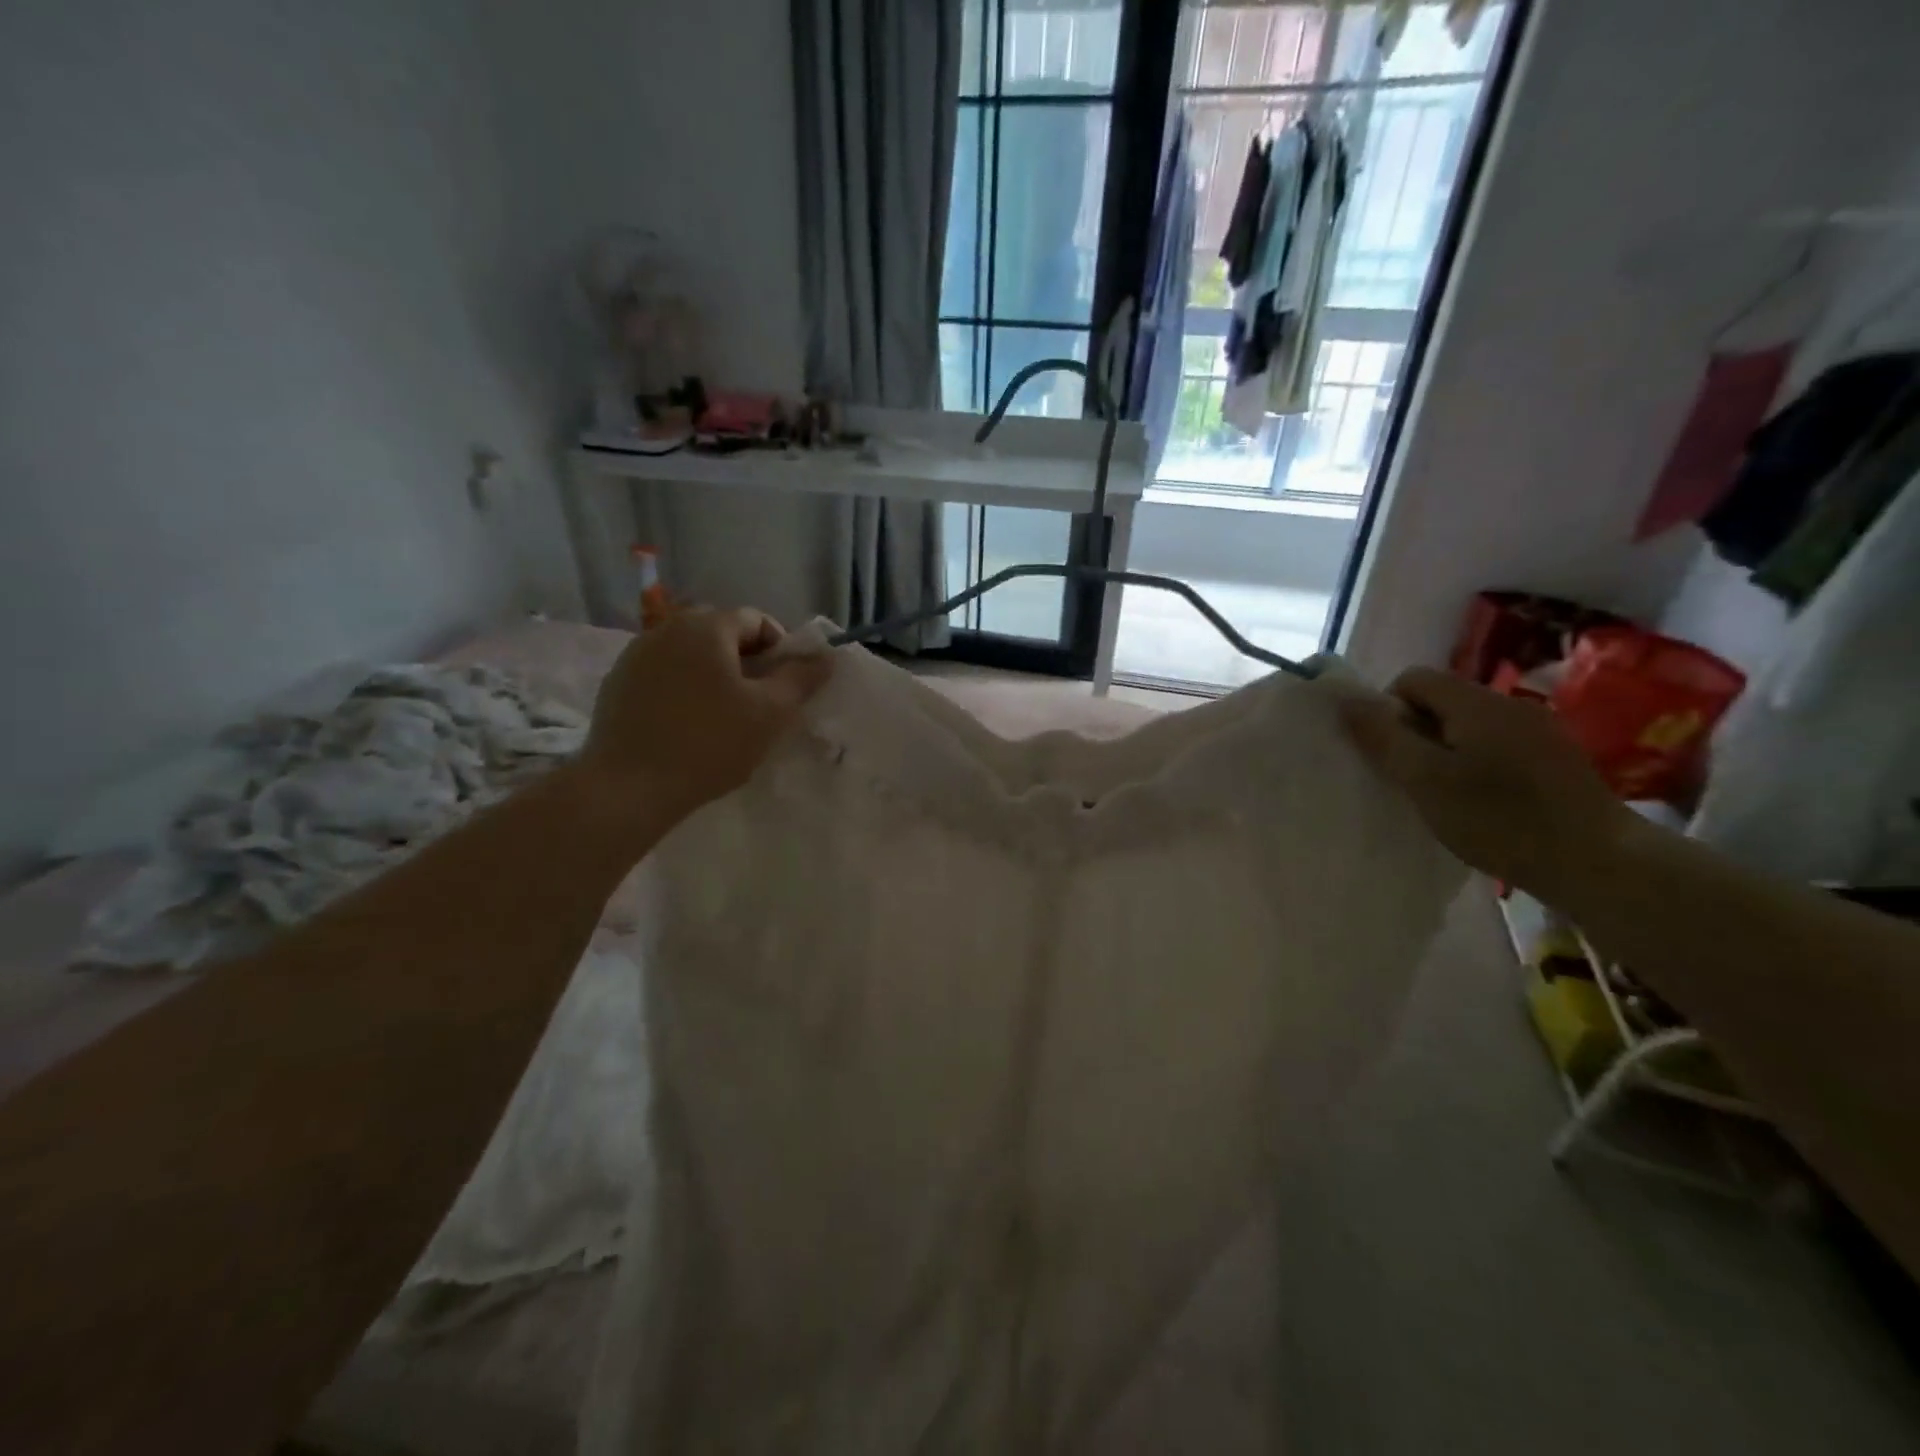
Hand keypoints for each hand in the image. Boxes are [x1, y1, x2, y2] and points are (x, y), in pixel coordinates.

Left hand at [575, 608, 831, 835]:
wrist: (628, 788)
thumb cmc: (710, 743)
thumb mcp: (770, 713)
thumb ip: (801, 679)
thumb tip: (826, 657)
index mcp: (706, 627)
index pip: (756, 620)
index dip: (780, 649)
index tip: (786, 686)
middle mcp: (667, 628)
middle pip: (721, 633)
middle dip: (746, 661)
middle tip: (759, 702)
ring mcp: (635, 655)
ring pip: (690, 654)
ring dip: (713, 674)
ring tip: (723, 716)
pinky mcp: (616, 684)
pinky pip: (663, 674)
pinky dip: (683, 689)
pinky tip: (687, 725)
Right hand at [1338, 667, 1638, 903]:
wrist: (1600, 864)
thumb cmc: (1500, 819)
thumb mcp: (1425, 779)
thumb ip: (1383, 737)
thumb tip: (1347, 701)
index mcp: (1476, 703)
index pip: (1412, 678)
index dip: (1387, 709)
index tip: (1388, 754)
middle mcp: (1509, 704)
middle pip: (1441, 701)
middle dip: (1415, 732)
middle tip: (1411, 779)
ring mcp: (1540, 731)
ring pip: (1469, 726)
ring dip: (1445, 751)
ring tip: (1443, 795)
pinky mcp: (1557, 759)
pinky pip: (1497, 746)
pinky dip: (1476, 765)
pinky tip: (1482, 804)